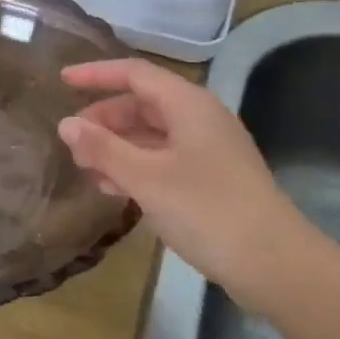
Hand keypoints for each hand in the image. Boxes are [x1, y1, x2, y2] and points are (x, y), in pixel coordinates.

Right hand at [58, 57, 302, 292]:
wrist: (277, 266)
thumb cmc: (208, 210)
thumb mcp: (147, 178)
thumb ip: (103, 148)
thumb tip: (66, 124)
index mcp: (188, 104)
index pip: (134, 73)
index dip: (96, 74)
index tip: (62, 81)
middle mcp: (200, 118)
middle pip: (142, 104)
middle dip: (104, 120)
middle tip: (72, 143)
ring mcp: (209, 149)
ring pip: (152, 134)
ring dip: (117, 147)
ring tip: (86, 170)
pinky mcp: (213, 179)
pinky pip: (165, 159)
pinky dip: (137, 167)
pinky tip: (115, 190)